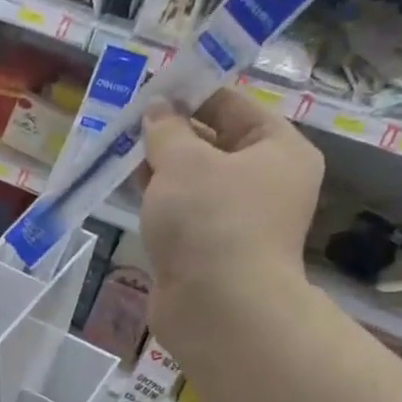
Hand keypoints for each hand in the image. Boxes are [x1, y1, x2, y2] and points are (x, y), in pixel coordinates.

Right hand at [139, 89, 323, 356]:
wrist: (218, 309)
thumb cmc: (210, 221)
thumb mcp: (184, 161)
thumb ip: (165, 129)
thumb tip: (157, 109)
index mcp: (279, 150)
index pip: (233, 106)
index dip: (191, 95)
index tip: (150, 92)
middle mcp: (266, 183)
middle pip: (214, 144)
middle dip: (171, 135)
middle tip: (128, 123)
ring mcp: (238, 221)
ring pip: (195, 183)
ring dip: (161, 170)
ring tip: (122, 154)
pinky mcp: (210, 252)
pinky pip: (184, 216)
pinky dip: (161, 204)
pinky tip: (131, 193)